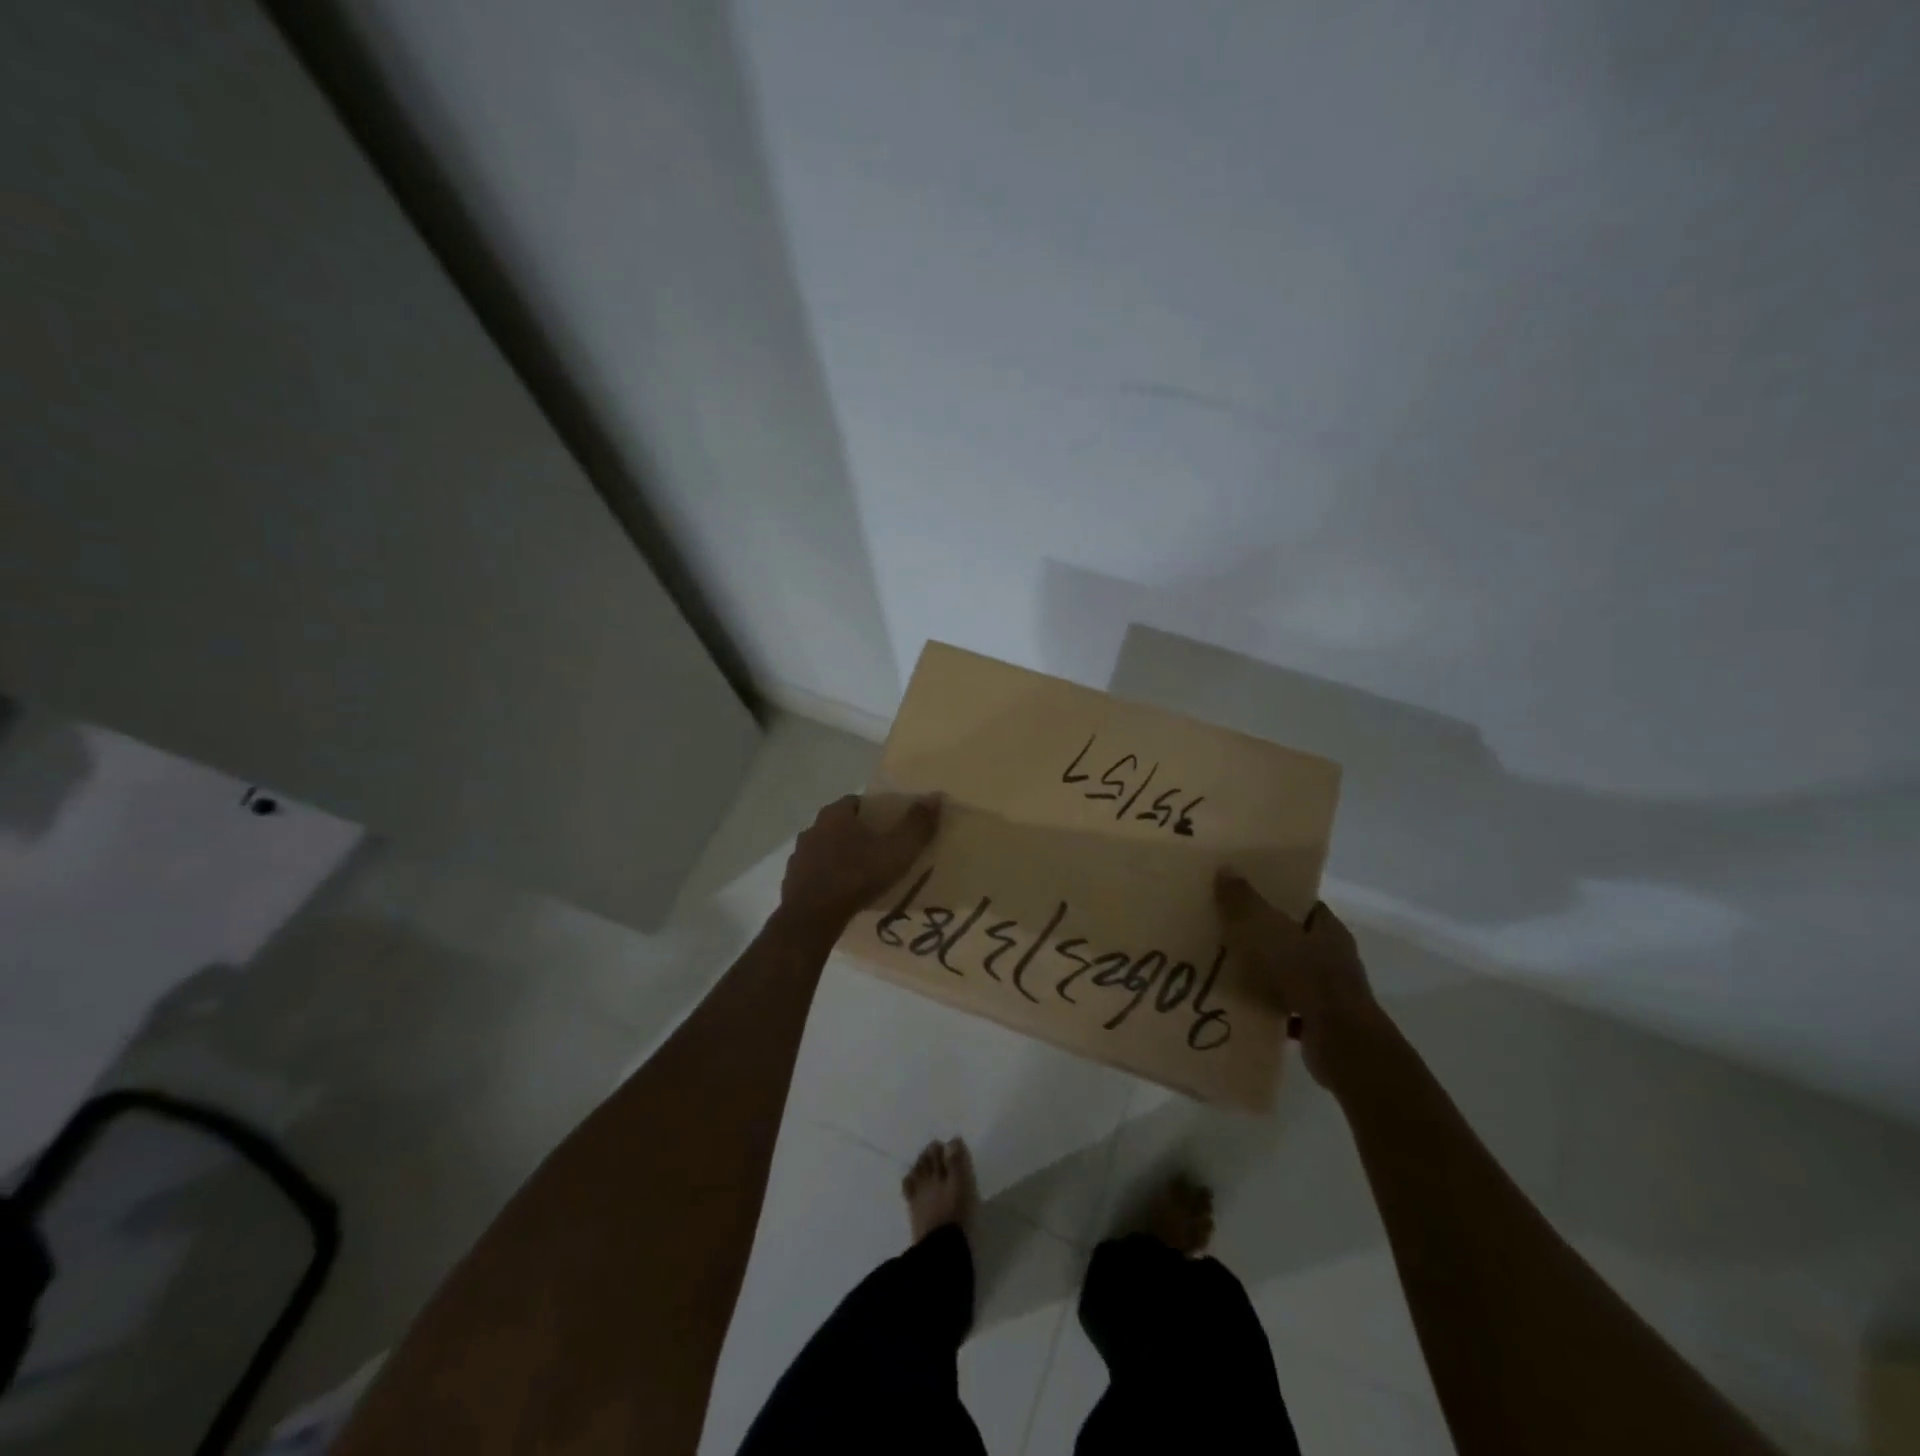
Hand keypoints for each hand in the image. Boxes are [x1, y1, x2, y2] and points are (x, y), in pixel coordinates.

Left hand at [779, 793, 941, 933]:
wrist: (812, 918)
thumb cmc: (857, 876)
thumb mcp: (896, 850)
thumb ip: (917, 825)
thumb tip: (935, 797)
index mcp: (834, 814)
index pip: (857, 802)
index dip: (875, 811)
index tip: (891, 826)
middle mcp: (813, 828)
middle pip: (840, 825)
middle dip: (859, 834)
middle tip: (880, 851)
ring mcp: (799, 856)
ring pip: (826, 849)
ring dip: (841, 857)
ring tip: (862, 874)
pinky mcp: (792, 881)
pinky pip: (816, 873)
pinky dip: (828, 878)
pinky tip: (843, 893)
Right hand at [1214, 871, 1387, 1089]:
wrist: (1341, 1043)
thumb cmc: (1306, 976)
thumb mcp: (1267, 931)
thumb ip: (1244, 902)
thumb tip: (1226, 868)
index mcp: (1329, 931)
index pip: (1305, 906)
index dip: (1278, 898)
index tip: (1246, 895)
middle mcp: (1335, 958)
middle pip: (1296, 939)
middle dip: (1266, 936)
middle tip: (1227, 929)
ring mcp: (1330, 994)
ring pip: (1291, 974)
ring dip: (1265, 973)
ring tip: (1227, 967)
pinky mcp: (1321, 1024)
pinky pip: (1287, 1008)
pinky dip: (1268, 1006)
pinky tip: (1242, 1004)